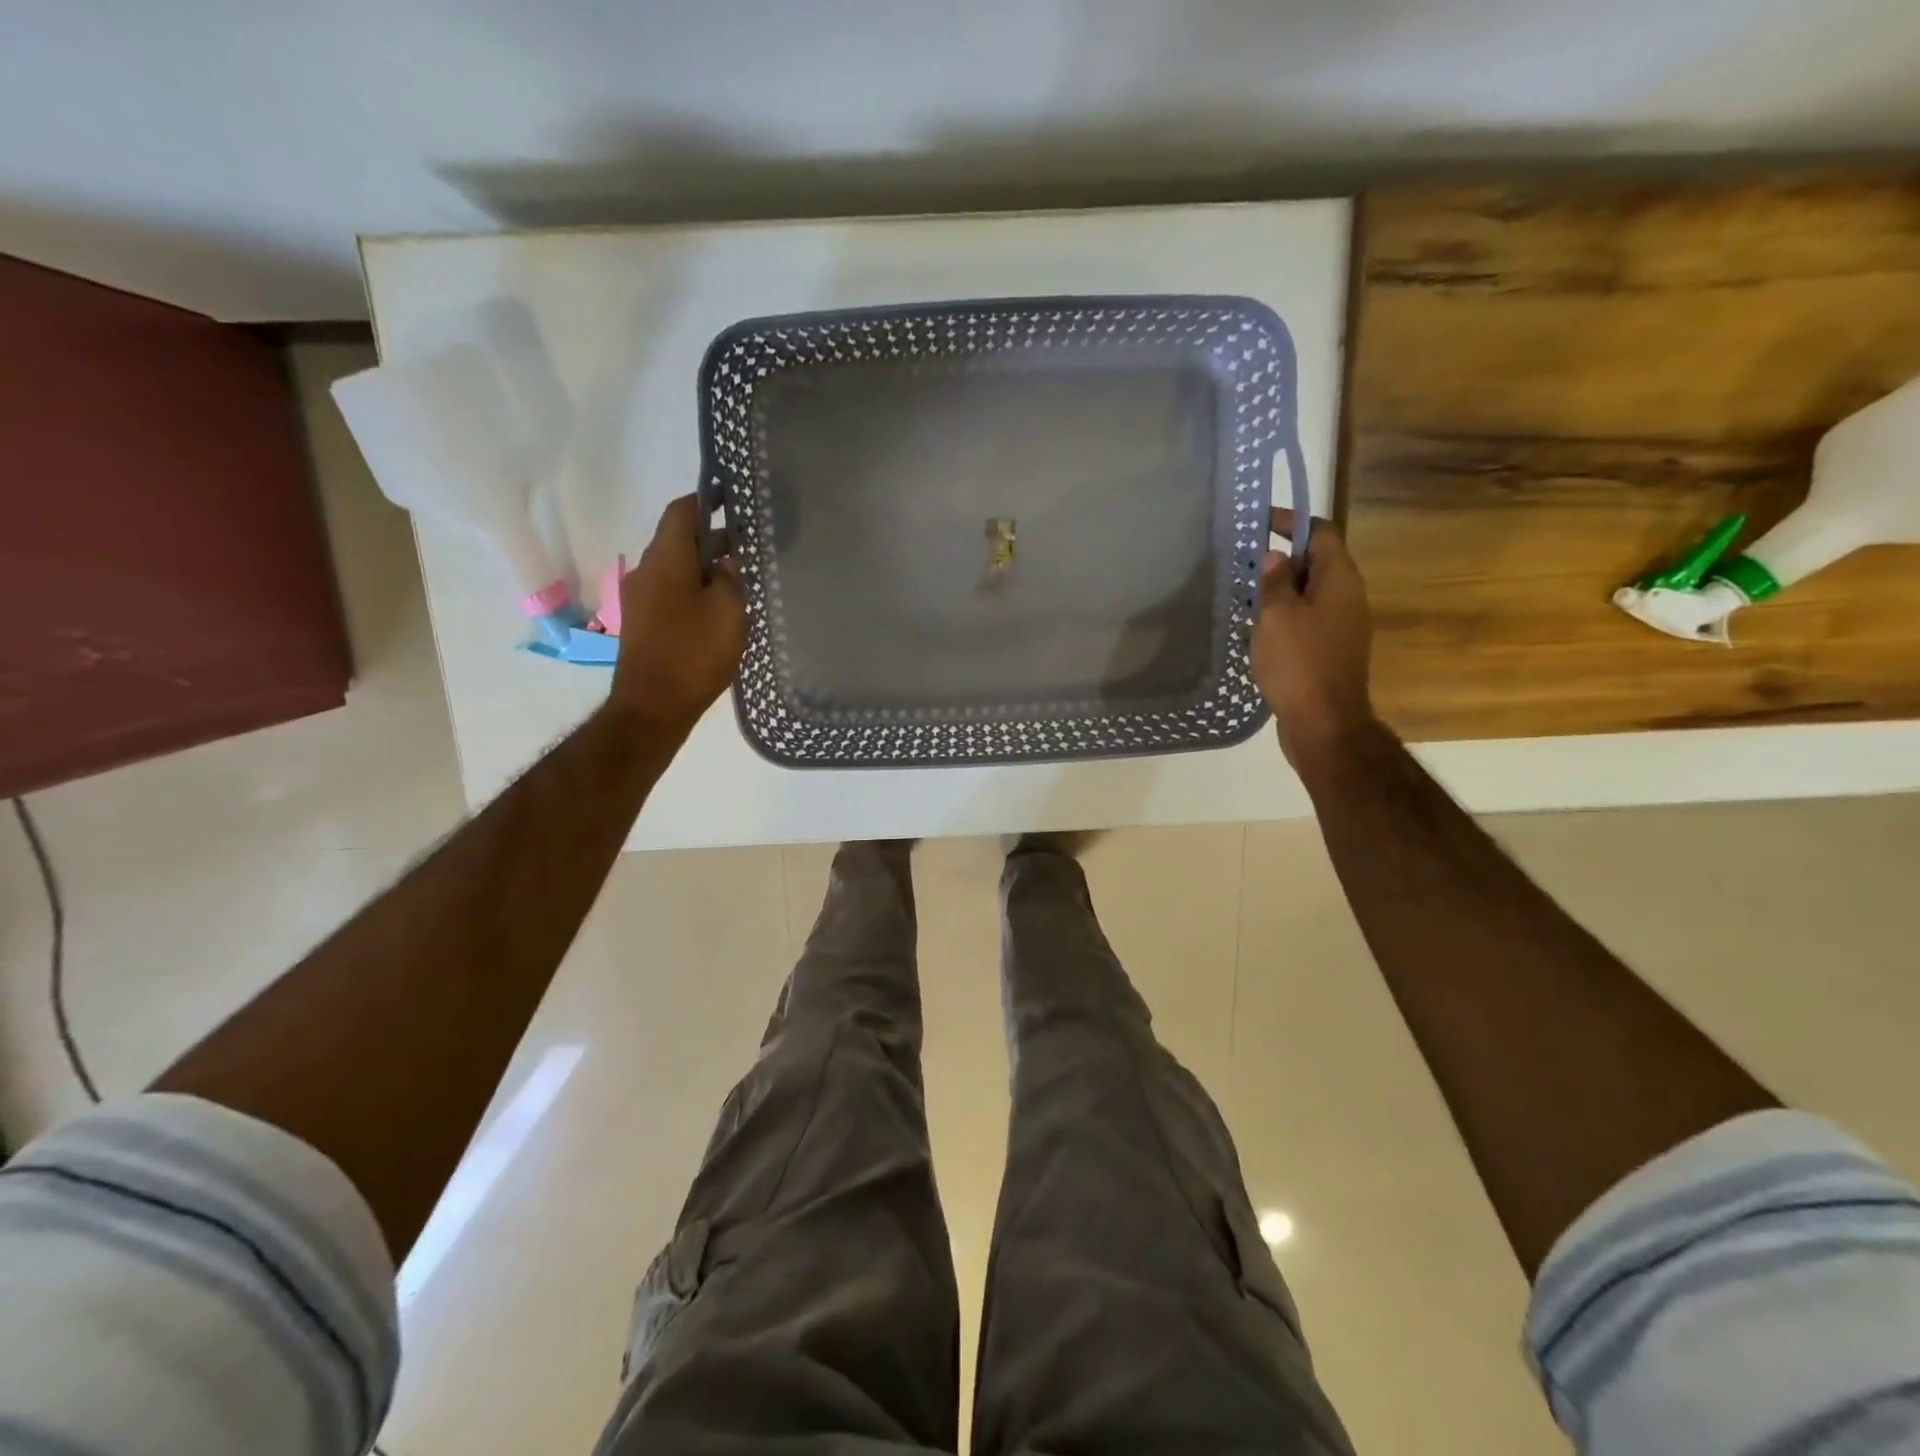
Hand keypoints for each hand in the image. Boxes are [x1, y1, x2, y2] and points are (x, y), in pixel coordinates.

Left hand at [606, 496, 746, 735]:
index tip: (733, 496)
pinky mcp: (643, 622)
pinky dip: (694, 586)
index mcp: (666, 559)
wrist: (652, 706)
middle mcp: (647, 570)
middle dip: (712, 535)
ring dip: (705, 564)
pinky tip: (720, 606)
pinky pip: (671, 590)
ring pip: (676, 566)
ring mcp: (640, 597)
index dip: (706, 499)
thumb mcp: (728, 611)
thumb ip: (731, 576)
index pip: (682, 511)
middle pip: (679, 539)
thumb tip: (729, 556)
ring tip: (740, 576)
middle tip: (749, 542)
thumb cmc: (694, 653)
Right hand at [1251, 508, 1377, 770]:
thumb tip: (1275, 557)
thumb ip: (1275, 582)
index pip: (1321, 533)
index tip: (1260, 522)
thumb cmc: (1299, 662)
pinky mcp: (1330, 652)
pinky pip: (1306, 621)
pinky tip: (1257, 629)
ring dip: (1280, 591)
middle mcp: (1347, 597)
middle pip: (1316, 562)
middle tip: (1244, 562)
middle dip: (1281, 558)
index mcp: (1339, 580)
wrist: (1324, 723)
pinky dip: (1284, 617)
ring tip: (1244, 595)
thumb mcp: (1276, 616)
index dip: (1292, 522)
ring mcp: (1342, 627)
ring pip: (1310, 594)